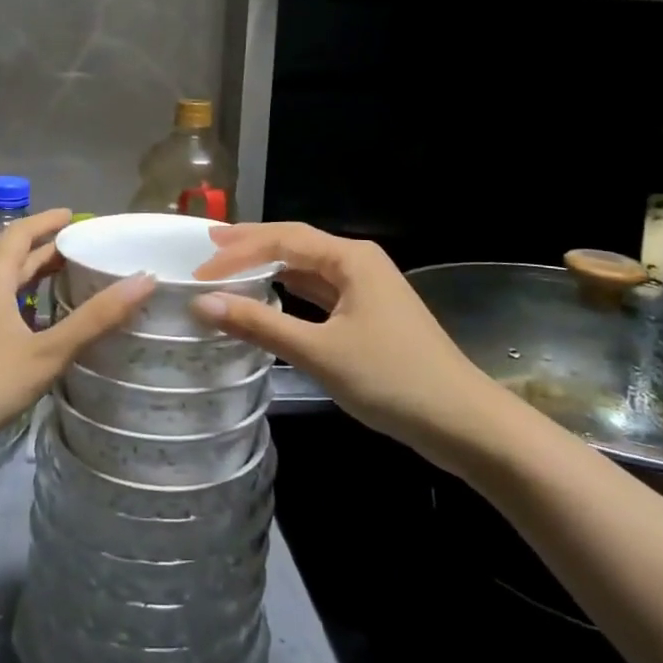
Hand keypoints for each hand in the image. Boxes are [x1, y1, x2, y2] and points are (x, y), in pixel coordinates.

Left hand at [0, 208, 152, 471]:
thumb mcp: (44, 353)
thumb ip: (93, 319)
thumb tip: (144, 279)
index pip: (20, 232)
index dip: (48, 220)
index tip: (77, 215)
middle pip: (13, 257)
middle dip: (47, 248)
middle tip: (85, 248)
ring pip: (4, 284)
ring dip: (34, 276)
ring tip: (69, 281)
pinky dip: (22, 302)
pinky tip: (36, 325)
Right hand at [192, 222, 506, 458]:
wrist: (463, 422)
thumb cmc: (392, 379)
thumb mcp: (320, 352)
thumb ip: (260, 324)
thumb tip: (203, 303)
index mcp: (350, 258)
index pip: (282, 240)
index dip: (237, 252)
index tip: (199, 272)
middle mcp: (358, 262)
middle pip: (295, 244)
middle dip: (251, 244)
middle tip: (207, 244)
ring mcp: (366, 288)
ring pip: (307, 267)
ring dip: (269, 266)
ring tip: (229, 262)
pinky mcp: (368, 314)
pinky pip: (319, 291)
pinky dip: (289, 291)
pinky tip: (270, 294)